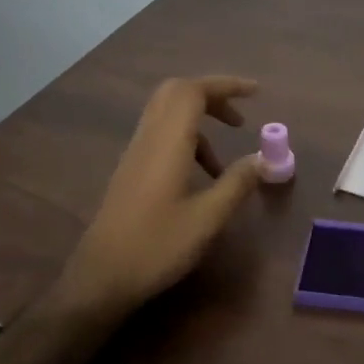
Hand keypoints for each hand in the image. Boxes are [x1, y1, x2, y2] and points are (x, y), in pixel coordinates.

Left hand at [60, 76, 266, 314]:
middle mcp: (148, 138)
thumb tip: (262, 159)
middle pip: (176, 93)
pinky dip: (187, 140)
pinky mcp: (131, 170)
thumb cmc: (156, 247)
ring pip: (167, 114)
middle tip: (239, 117)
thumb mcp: (207, 219)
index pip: (193, 91)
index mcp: (167, 142)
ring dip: (200, 121)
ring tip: (226, 158)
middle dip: (211, 96)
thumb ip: (236, 183)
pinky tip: (202, 176)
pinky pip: (161, 135)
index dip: (226, 85)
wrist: (101, 278)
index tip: (256, 93)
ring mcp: (135, 153)